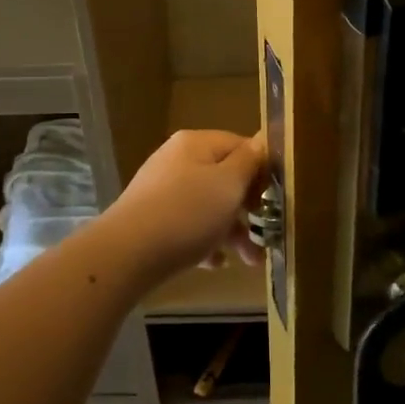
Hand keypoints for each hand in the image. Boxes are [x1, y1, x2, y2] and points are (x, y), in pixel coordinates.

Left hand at [99, 130, 267, 278]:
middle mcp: (177, 160)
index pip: (240, 146)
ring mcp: (161, 189)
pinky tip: (215, 264)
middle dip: (249, 209)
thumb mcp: (228, 184)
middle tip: (268, 235)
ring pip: (207, 206)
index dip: (262, 170)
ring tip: (251, 261)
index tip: (277, 200)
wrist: (127, 253)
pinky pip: (187, 226)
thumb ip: (250, 161)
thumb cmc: (187, 213)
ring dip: (232, 231)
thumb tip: (264, 140)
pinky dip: (204, 242)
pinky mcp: (151, 219)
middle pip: (224, 178)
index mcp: (196, 143)